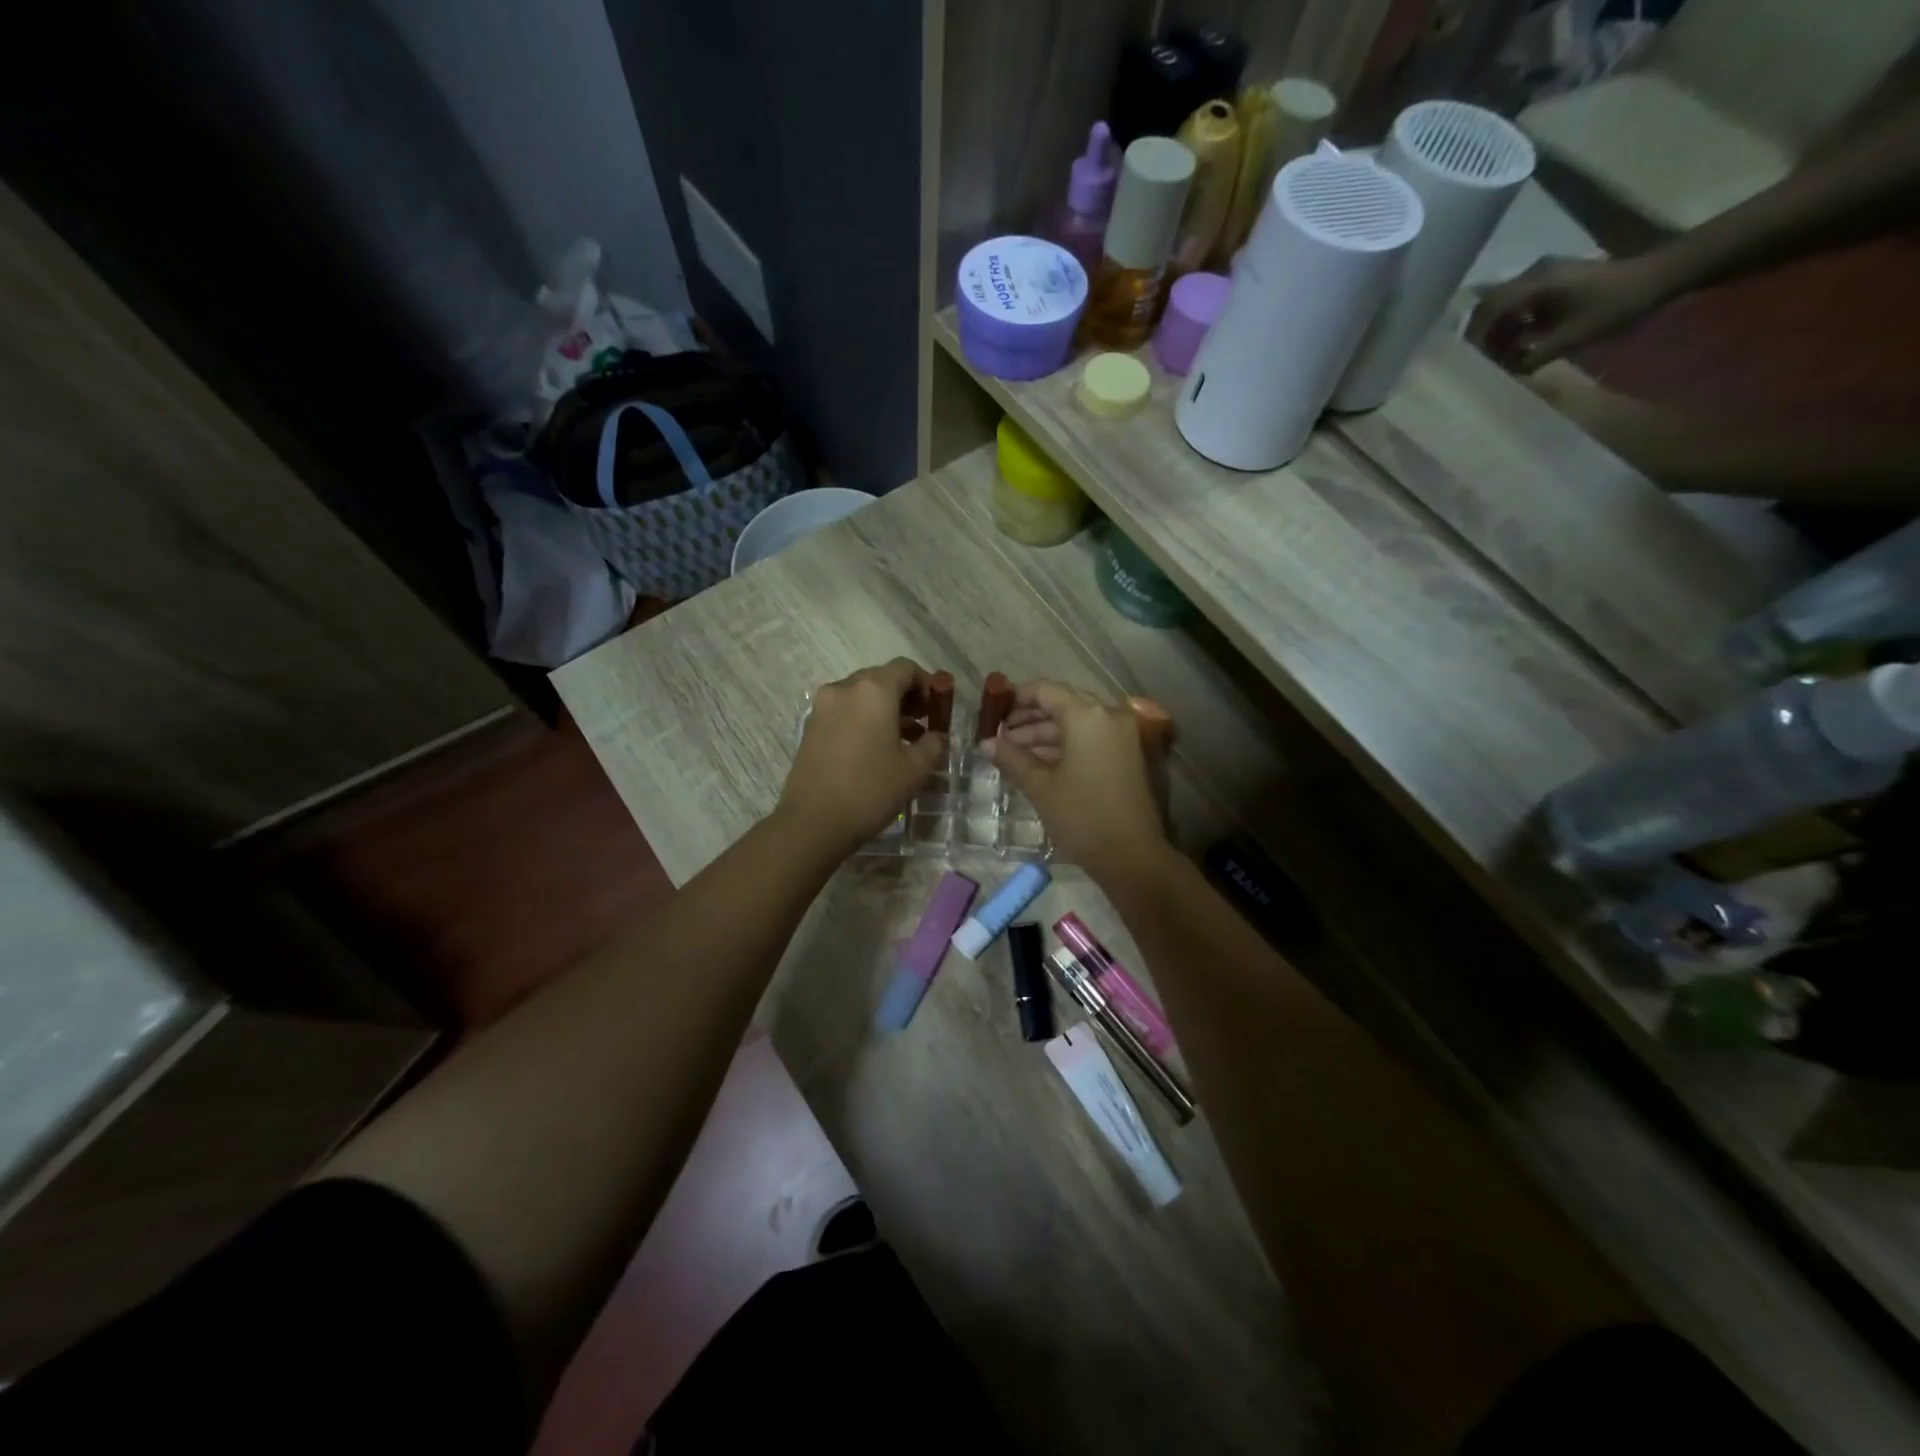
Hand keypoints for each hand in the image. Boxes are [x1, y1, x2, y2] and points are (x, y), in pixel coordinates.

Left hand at [776, 659, 947, 857]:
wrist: (813, 822)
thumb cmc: (870, 790)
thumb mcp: (915, 769)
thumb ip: (934, 744)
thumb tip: (938, 736)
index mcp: (873, 689)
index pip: (906, 668)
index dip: (927, 684)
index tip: (938, 708)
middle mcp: (845, 688)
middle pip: (882, 679)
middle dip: (905, 697)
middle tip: (924, 724)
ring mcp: (823, 706)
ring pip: (861, 696)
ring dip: (885, 710)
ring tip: (904, 741)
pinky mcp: (811, 727)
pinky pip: (845, 712)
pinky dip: (864, 720)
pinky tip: (876, 749)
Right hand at [983, 681, 1168, 887]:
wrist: (1131, 855)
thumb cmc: (1081, 815)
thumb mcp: (1040, 786)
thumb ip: (1011, 757)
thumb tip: (985, 743)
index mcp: (1087, 715)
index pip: (1045, 691)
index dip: (1016, 697)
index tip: (992, 710)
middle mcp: (1108, 716)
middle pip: (1062, 705)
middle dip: (1028, 719)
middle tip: (998, 735)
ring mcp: (1121, 735)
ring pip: (1075, 724)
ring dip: (1044, 734)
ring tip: (1011, 752)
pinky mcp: (1126, 755)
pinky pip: (1089, 739)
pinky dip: (1064, 746)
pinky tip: (1036, 762)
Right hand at [1467, 255, 1675, 372]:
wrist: (1661, 276)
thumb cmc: (1617, 304)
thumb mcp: (1573, 337)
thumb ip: (1534, 356)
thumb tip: (1507, 371)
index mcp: (1536, 283)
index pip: (1489, 309)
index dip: (1476, 336)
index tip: (1471, 359)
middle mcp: (1534, 274)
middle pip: (1491, 305)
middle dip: (1484, 334)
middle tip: (1484, 360)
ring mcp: (1545, 275)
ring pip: (1505, 305)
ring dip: (1500, 330)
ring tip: (1503, 355)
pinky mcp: (1555, 280)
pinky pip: (1521, 303)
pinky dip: (1514, 323)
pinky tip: (1522, 341)